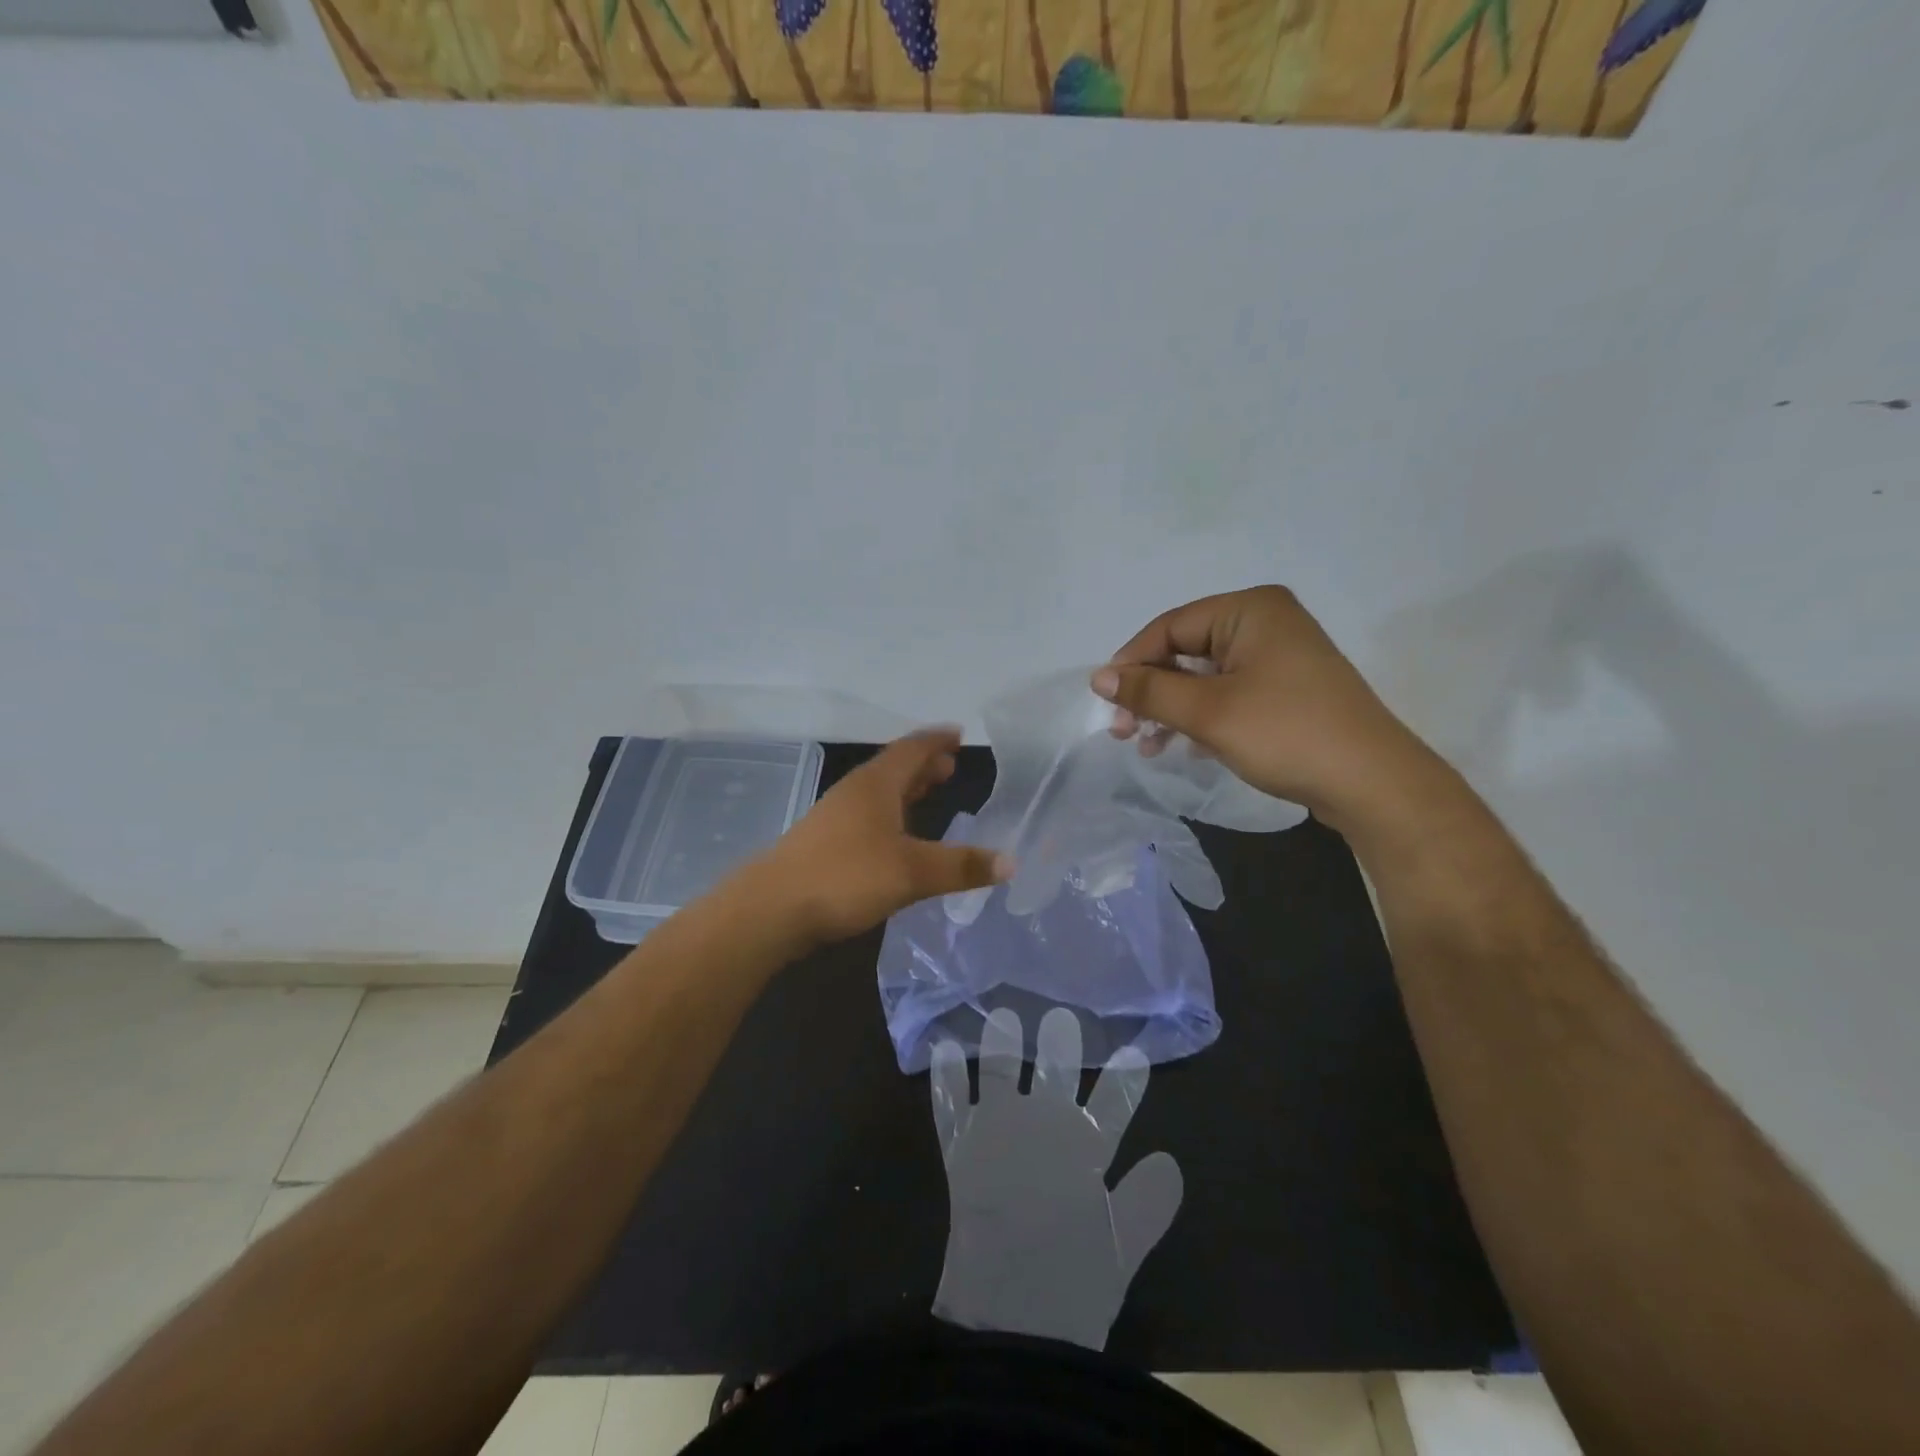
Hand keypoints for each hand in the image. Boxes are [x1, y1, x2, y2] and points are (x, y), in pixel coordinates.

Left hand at [756, 728, 1011, 948]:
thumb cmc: (845, 877)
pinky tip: (896, 837)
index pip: (912, 749)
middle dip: (923, 764)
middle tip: (950, 766)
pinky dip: (891, 814)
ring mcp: (835, 817)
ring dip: (906, 789)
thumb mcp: (912, 872)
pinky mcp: (824, 843)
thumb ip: (961, 866)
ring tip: (929, 792)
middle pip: (894, 767)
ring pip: (879, 792)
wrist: (771, 909)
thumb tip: (1011, 862)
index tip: (958, 733)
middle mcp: (855, 793)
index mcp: (876, 785)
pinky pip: (867, 815)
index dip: (936, 740)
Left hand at [931, 1007, 1181, 1349]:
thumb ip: (1148, 1202)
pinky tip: (942, 1049)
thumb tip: (1169, 1160)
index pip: (1114, 1105)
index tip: (1133, 1051)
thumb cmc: (1071, 1284)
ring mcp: (998, 1130)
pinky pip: (950, 1103)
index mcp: (1085, 1149)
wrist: (1008, 1309)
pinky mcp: (961, 1145)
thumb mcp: (1123, 1250)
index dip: (1125, 1080)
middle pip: (1055, 1075)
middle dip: (1061, 1045)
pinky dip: (946, 1075)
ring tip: (1002, 1016)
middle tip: (1061, 1017)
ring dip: (1001, 1044)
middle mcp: (1042, 1125)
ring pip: (1000, 1073)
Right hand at [1091, 586, 1441, 835]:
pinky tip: (1185, 747)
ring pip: (1204, 676)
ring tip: (1148, 747)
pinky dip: (1201, 717)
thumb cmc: (1286, 734)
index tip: (1107, 704)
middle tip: (1124, 732)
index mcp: (1249, 609)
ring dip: (1171, 710)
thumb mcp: (1208, 712)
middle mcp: (1265, 621)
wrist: (1373, 783)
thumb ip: (1149, 690)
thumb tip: (1098, 677)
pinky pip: (1228, 692)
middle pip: (1185, 650)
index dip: (1132, 663)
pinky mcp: (1287, 688)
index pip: (1169, 627)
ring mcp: (1279, 656)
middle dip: (1151, 692)